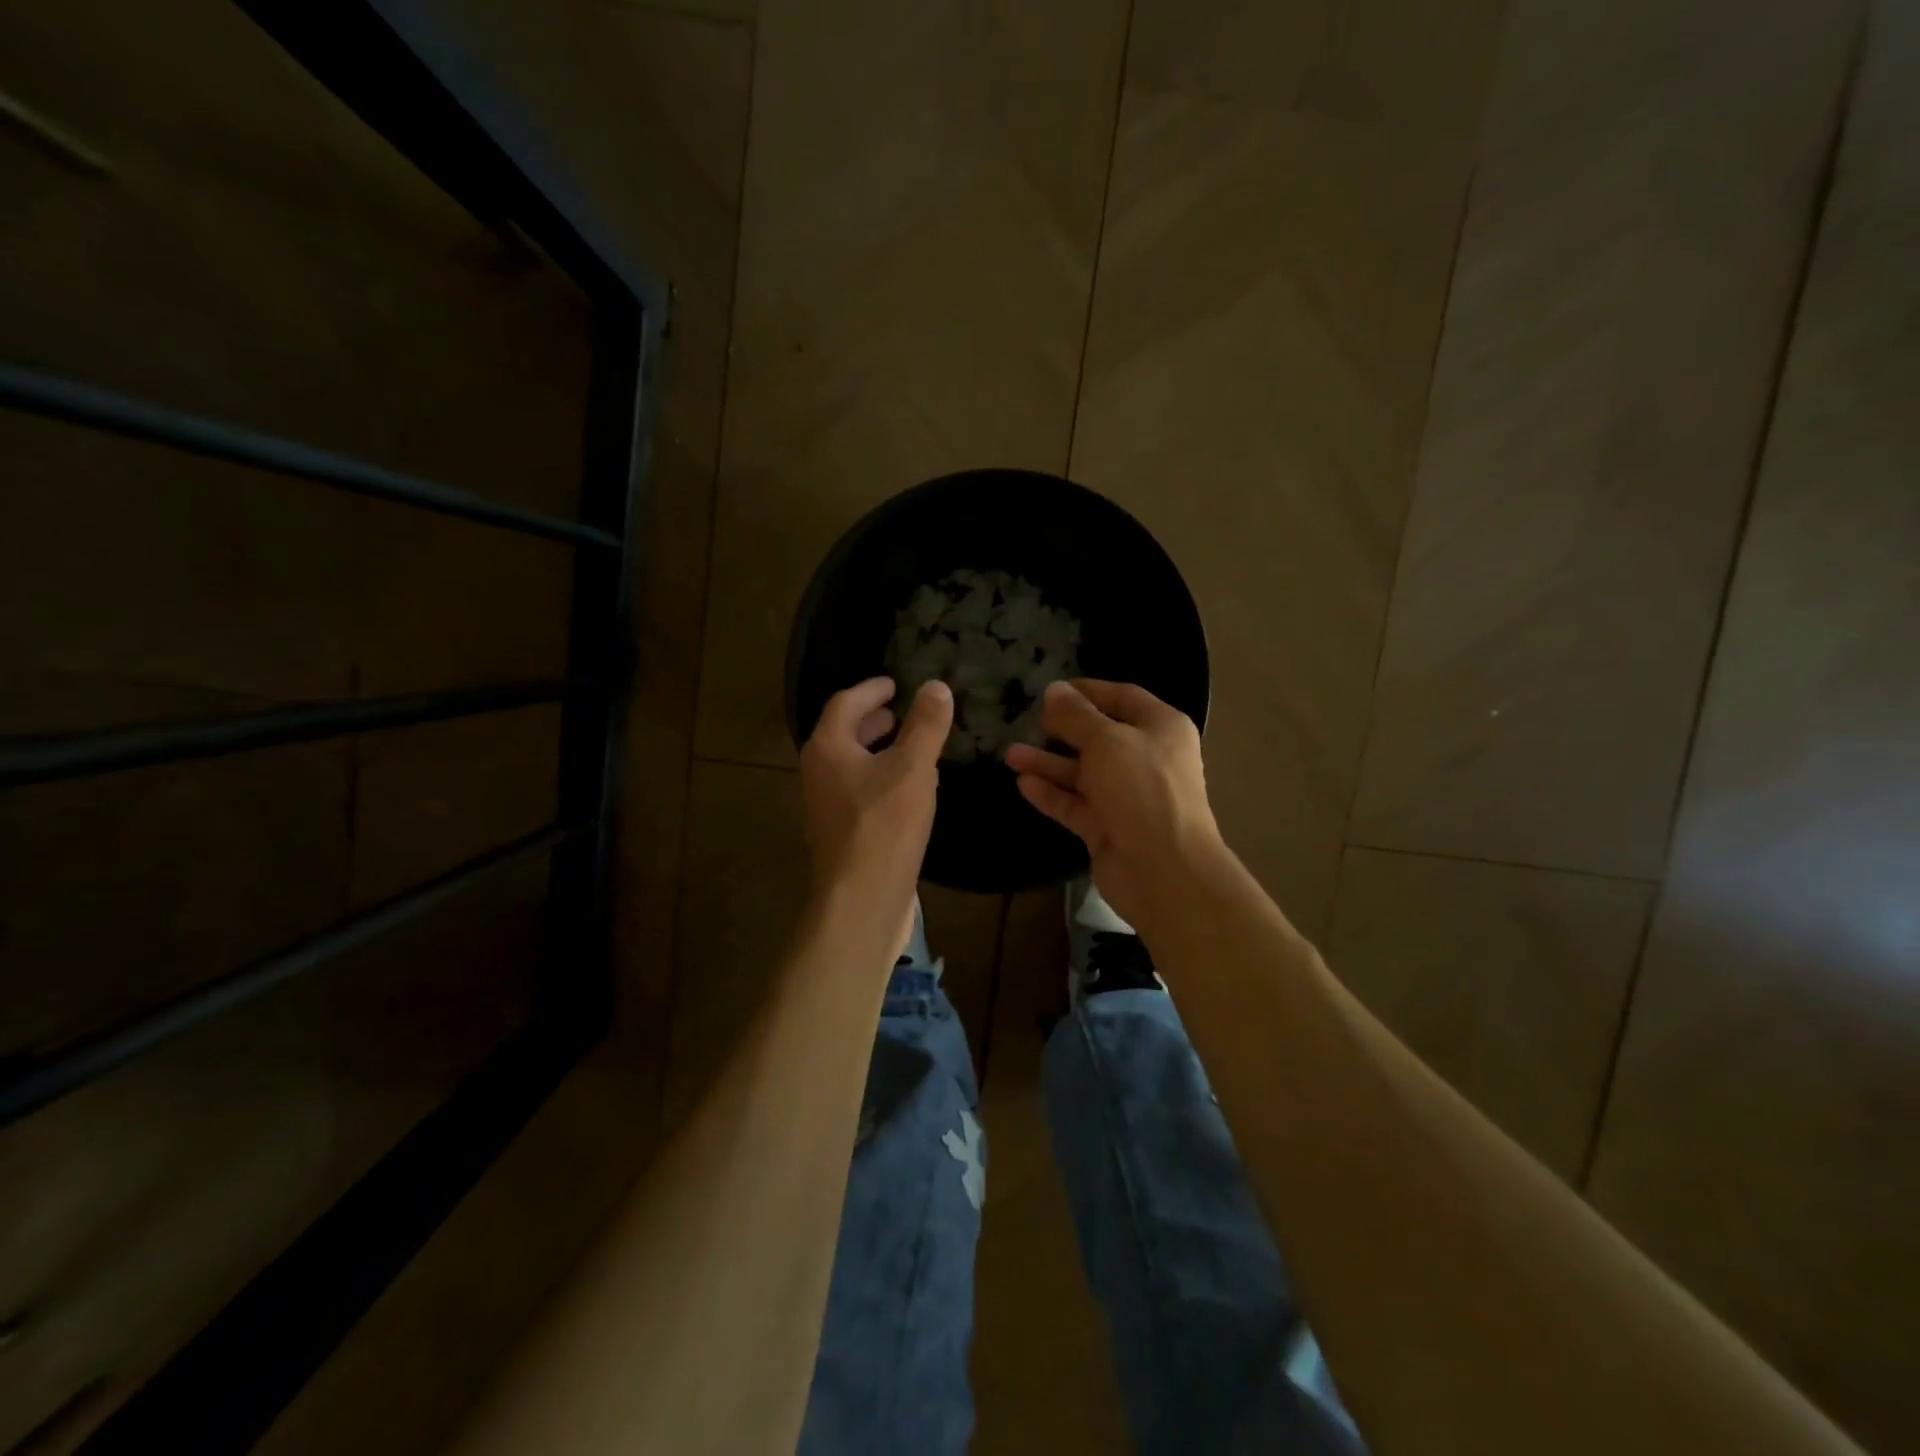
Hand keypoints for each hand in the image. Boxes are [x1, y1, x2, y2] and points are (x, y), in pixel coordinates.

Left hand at [799, 676, 952, 960]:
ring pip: (850, 765)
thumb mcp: (913, 768)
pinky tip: (906, 791)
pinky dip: (879, 778)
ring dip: (876, 750)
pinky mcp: (839, 833)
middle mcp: (817, 772)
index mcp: (828, 748)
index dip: (871, 690)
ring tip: (908, 747)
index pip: (845, 703)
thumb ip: (925, 725)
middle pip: (842, 734)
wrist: (861, 899)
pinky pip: (857, 791)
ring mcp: (824, 805)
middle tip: (899, 713)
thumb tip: (936, 686)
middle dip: (872, 721)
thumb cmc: (884, 825)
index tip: (894, 684)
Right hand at [1004, 679, 1224, 937]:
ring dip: (1048, 763)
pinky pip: (1076, 804)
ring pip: (1083, 773)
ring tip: (1011, 754)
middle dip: (1062, 729)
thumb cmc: (1141, 788)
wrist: (1163, 868)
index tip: (1051, 689)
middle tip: (1028, 720)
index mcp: (1161, 728)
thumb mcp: (1106, 740)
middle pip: (1100, 736)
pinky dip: (1052, 794)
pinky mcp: (1108, 828)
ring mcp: (1127, 796)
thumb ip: (1076, 715)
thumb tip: (1054, 690)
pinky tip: (1023, 784)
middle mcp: (1146, 758)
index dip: (1087, 690)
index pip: (1123, 697)